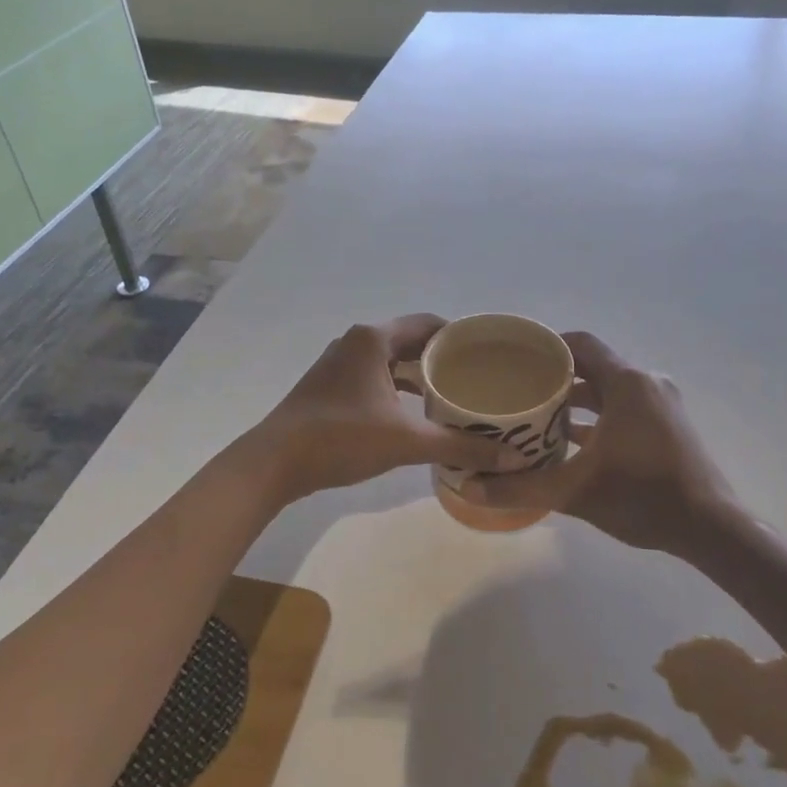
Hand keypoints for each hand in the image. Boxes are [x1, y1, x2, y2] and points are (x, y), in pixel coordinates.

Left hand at [250, 315, 505, 503]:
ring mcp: (339, 363)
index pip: (429, 324)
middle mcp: (356, 342)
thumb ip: (460, 446)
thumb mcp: (407, 441)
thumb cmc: (342, 438)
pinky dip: (398, 388)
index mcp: (374, 339)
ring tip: (454, 396)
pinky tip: (415, 413)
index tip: (488, 356)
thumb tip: (512, 460)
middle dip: (444, 358)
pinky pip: (375, 376)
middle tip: (477, 379)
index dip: (461, 337)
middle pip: (411, 340)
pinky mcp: (329, 386)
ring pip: (391, 361)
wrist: (274, 462)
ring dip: (420, 375)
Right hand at [464, 331, 736, 555]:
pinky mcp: (669, 425)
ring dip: (577, 400)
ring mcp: (662, 404)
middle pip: (593, 366)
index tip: (515, 358)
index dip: (546, 346)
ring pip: (609, 389)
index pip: (580, 344)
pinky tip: (572, 442)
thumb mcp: (573, 492)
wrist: (711, 529)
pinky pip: (625, 407)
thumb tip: (469, 489)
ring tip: (538, 416)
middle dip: (556, 377)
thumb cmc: (642, 496)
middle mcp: (646, 383)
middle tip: (518, 390)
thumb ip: (520, 487)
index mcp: (626, 382)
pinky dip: (599, 417)